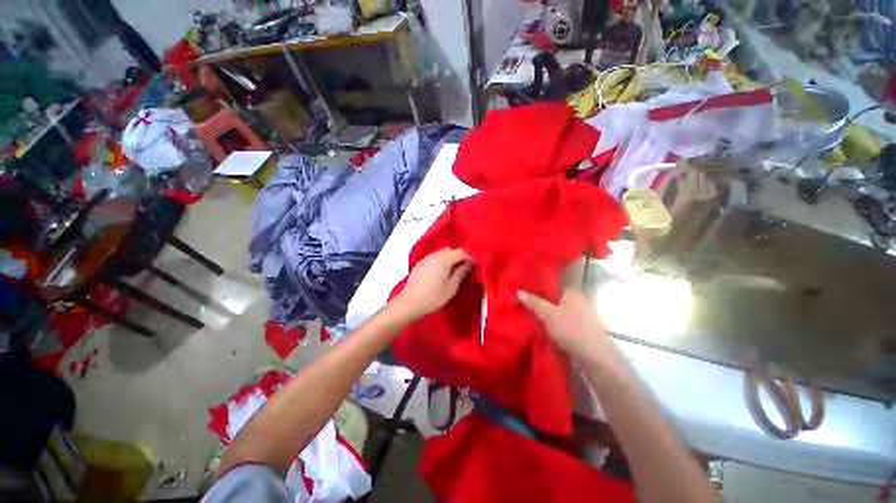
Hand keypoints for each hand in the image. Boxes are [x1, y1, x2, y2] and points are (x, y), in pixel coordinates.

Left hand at [393, 248, 471, 321]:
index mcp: (444, 259)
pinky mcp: (419, 264)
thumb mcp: (451, 287)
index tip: (473, 267)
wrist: (409, 303)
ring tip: (453, 272)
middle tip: (464, 269)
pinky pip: (433, 258)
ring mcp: (425, 259)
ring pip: (441, 253)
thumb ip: (461, 273)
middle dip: (459, 257)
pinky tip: (440, 274)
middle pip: (450, 250)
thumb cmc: (433, 297)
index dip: (469, 258)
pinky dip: (440, 262)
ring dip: (449, 259)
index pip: (461, 252)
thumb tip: (468, 265)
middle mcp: (434, 255)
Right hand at [517, 288, 623, 370]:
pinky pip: (559, 320)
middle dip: (540, 297)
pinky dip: (550, 321)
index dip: (540, 282)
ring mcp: (579, 316)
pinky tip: (538, 324)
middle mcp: (577, 301)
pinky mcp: (578, 329)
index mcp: (572, 292)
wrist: (595, 358)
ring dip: (544, 310)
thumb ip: (534, 302)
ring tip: (525, 310)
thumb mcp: (548, 314)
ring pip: (556, 309)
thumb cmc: (572, 330)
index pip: (554, 281)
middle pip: (554, 296)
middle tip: (521, 297)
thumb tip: (518, 291)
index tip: (524, 283)